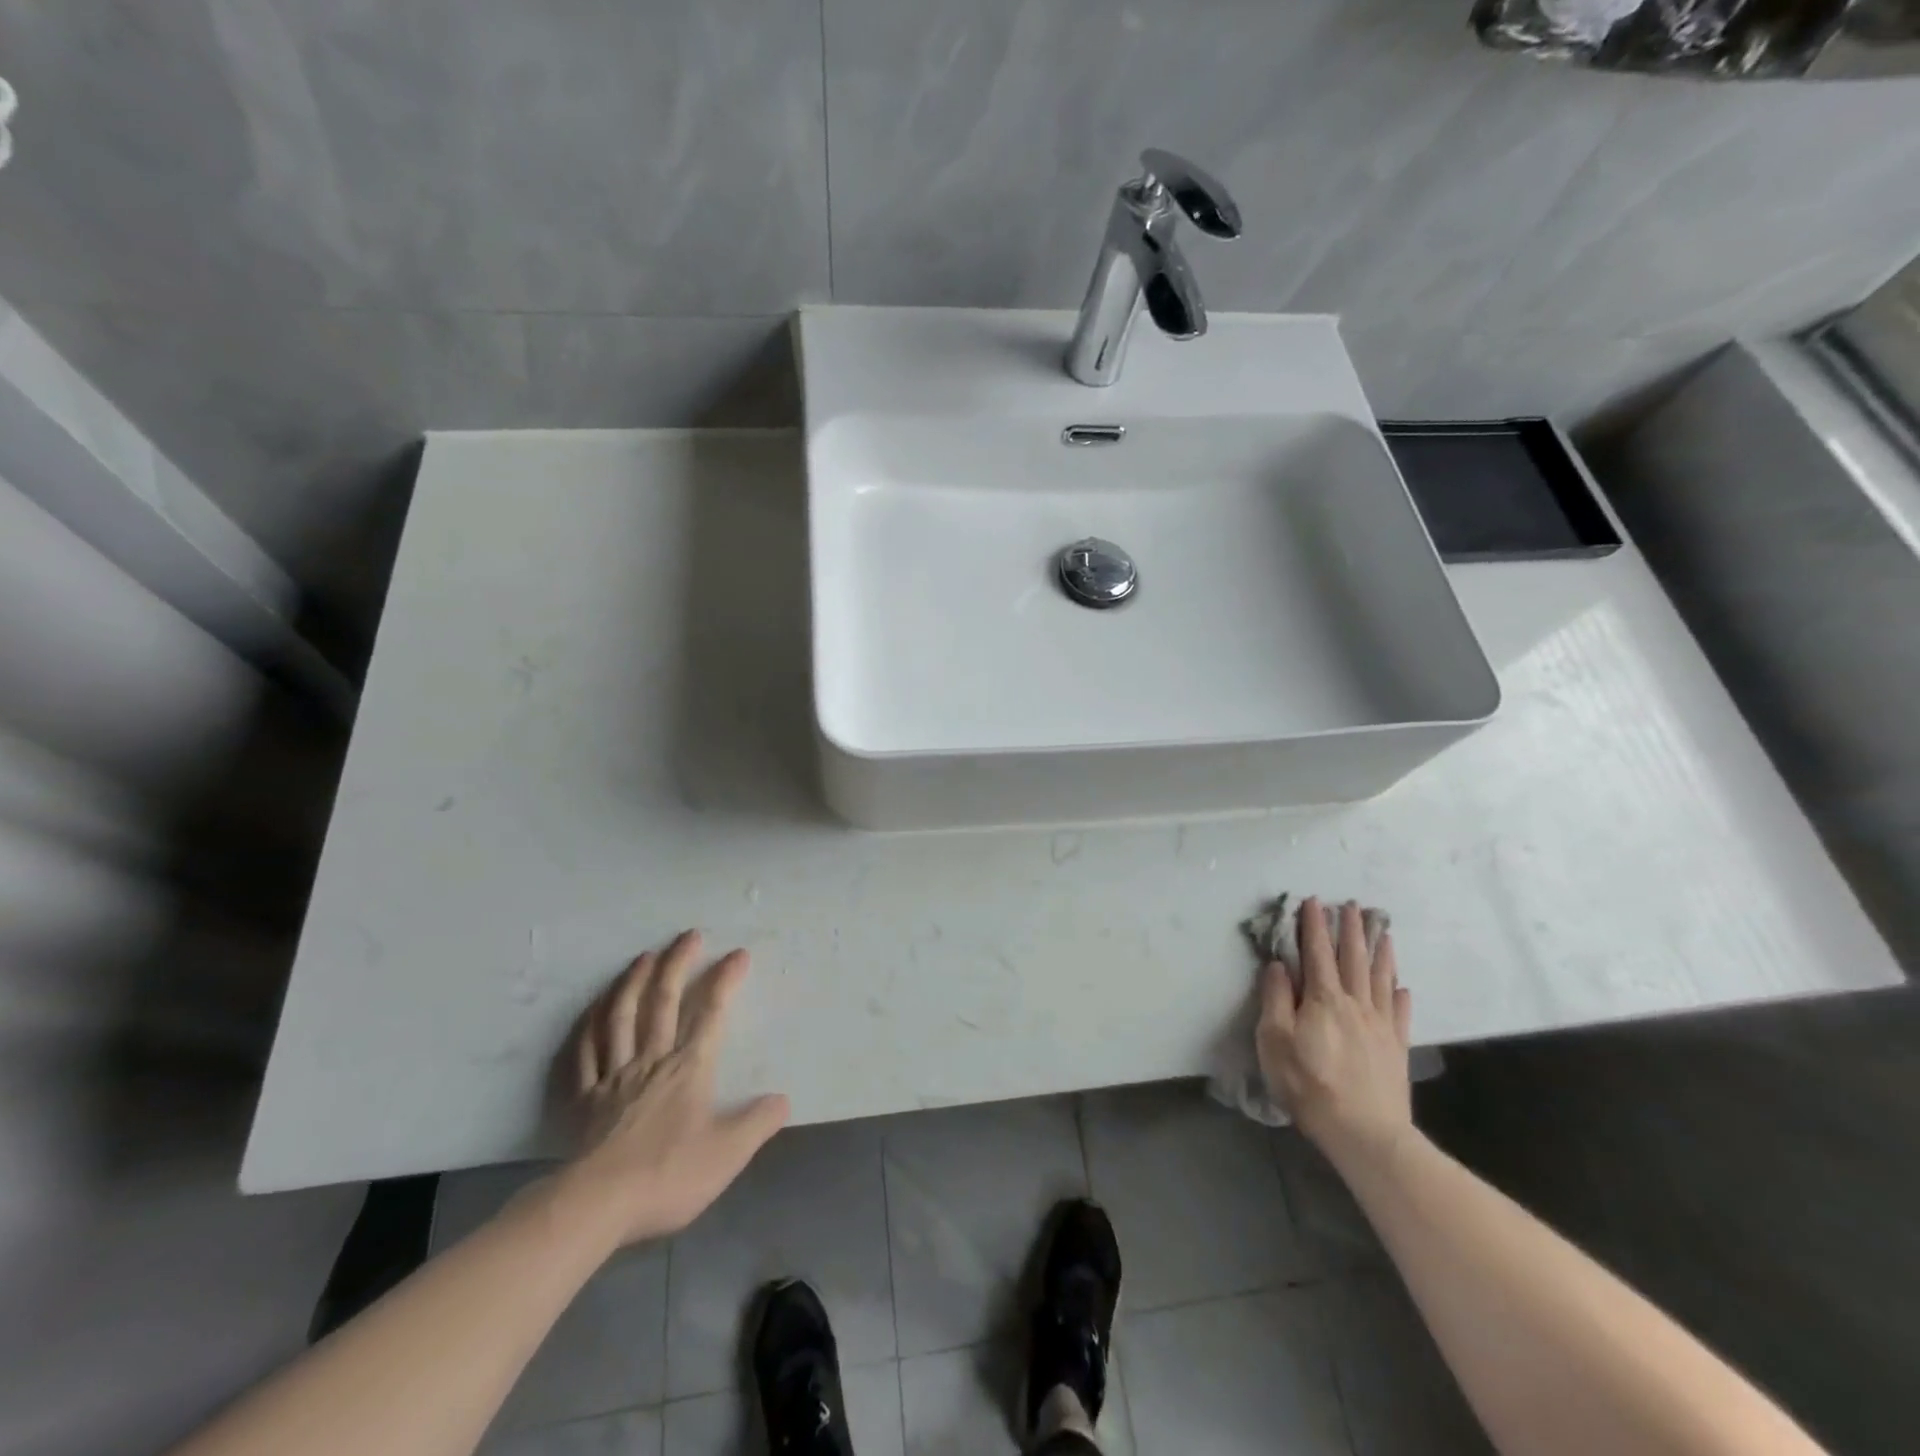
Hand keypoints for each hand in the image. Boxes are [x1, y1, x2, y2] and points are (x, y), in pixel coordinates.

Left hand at [549, 930, 789, 1248]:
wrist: (597, 1205)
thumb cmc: (668, 1175)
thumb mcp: (728, 1153)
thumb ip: (758, 1123)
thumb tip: (783, 1100)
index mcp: (688, 1068)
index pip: (712, 1013)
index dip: (725, 980)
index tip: (738, 954)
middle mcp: (651, 1060)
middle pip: (663, 1002)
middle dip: (678, 964)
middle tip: (689, 935)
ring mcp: (614, 1076)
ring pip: (621, 1017)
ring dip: (633, 982)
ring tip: (644, 956)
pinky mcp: (585, 1098)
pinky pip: (585, 1053)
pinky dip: (590, 1025)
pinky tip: (594, 1009)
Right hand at [1256, 899, 1413, 1167]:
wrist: (1365, 1132)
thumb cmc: (1309, 1085)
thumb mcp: (1275, 1041)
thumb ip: (1276, 999)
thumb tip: (1279, 965)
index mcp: (1322, 999)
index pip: (1317, 952)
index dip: (1314, 925)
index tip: (1313, 901)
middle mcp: (1354, 1003)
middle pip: (1353, 958)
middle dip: (1351, 929)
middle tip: (1351, 905)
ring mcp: (1380, 1025)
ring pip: (1380, 978)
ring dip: (1380, 952)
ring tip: (1382, 931)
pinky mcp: (1396, 1048)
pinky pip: (1399, 1013)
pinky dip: (1399, 994)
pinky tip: (1401, 986)